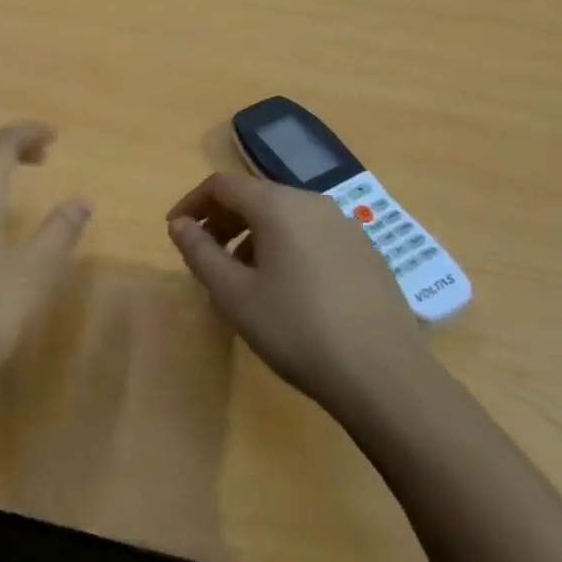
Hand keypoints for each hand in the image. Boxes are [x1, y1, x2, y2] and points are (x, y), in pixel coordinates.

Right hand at [166, 172, 428, 417]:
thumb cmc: (297, 330)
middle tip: (205, 256)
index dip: (193, 203)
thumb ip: (200, 253)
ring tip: (243, 278)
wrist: (384, 376)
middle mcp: (313, 202)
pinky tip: (288, 290)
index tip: (176, 231)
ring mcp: (345, 225)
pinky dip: (287, 247)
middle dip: (223, 221)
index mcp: (278, 205)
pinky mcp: (366, 251)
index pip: (223, 185)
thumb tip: (179, 224)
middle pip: (256, 197)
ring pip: (286, 216)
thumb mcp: (234, 295)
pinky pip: (313, 235)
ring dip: (254, 236)